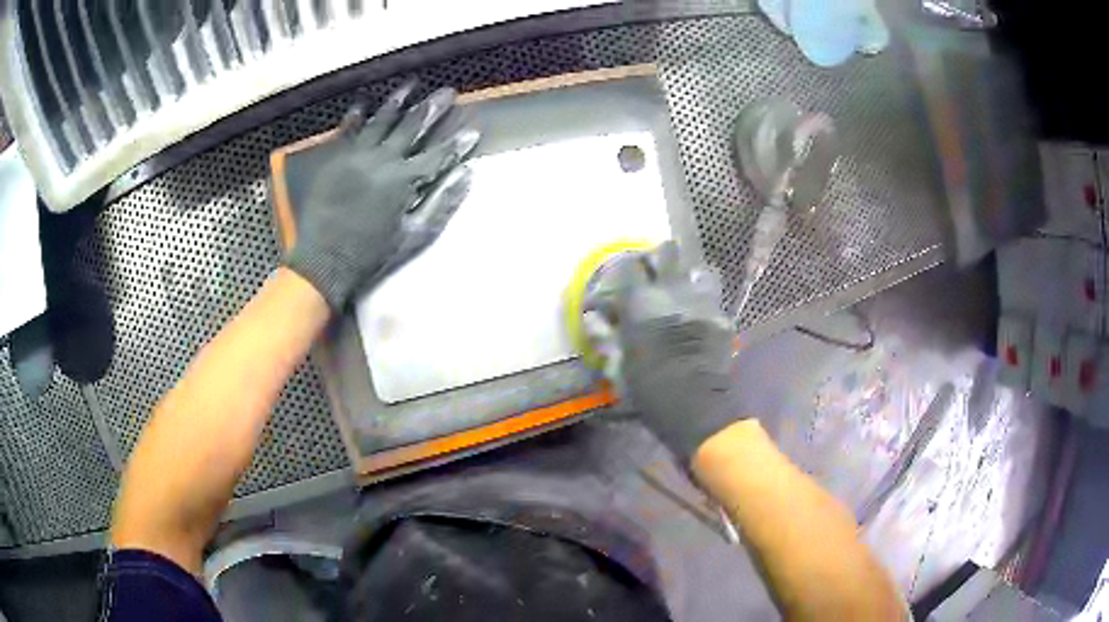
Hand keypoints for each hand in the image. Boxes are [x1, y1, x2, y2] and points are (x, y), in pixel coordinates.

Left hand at [285, 80, 479, 309]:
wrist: (324, 262)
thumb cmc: (372, 254)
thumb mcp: (415, 235)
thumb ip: (442, 202)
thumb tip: (467, 174)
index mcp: (404, 180)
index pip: (439, 155)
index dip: (458, 143)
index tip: (473, 131)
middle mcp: (382, 160)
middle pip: (412, 127)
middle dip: (432, 108)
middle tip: (446, 91)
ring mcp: (356, 157)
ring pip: (381, 121)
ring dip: (397, 102)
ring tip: (410, 85)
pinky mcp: (335, 161)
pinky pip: (347, 132)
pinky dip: (356, 117)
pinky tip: (363, 103)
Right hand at [586, 242, 745, 462]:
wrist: (697, 407)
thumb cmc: (649, 390)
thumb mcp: (617, 367)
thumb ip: (603, 336)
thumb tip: (591, 315)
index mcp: (641, 303)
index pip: (630, 264)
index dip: (625, 265)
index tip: (623, 275)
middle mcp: (672, 292)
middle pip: (668, 251)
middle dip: (659, 257)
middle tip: (654, 273)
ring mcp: (702, 301)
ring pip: (697, 268)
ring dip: (687, 276)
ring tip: (682, 290)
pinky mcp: (721, 316)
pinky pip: (713, 297)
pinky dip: (705, 300)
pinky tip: (700, 314)